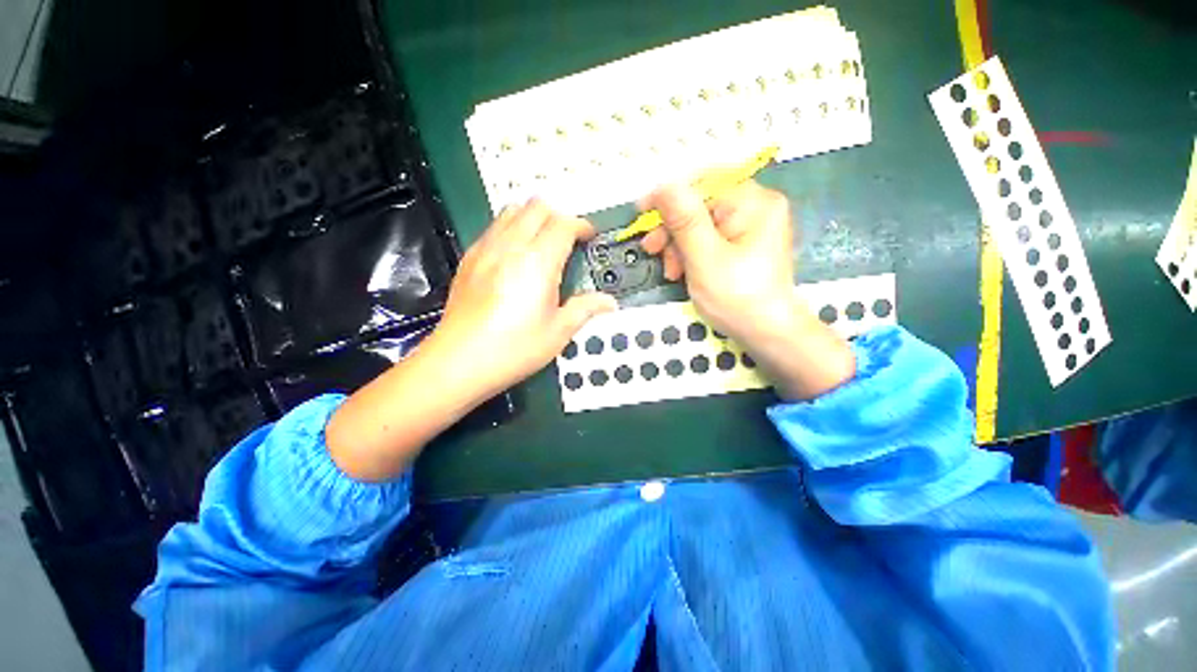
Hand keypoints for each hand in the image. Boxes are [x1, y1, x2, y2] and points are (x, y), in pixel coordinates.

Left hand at [327, 199, 614, 481]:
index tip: (588, 236)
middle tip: (568, 238)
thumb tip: (608, 303)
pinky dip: (511, 229)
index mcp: (538, 262)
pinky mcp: (469, 259)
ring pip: (512, 210)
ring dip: (533, 218)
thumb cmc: (514, 348)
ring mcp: (485, 250)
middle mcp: (510, 246)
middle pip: (536, 206)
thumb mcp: (558, 332)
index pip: (563, 224)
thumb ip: (586, 309)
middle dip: (558, 215)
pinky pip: (493, 228)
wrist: (460, 362)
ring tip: (543, 242)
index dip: (581, 226)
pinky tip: (515, 255)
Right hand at [639, 181, 854, 398]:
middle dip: (673, 230)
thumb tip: (664, 184)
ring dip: (678, 246)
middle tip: (652, 250)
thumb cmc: (737, 297)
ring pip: (701, 224)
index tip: (641, 212)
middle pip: (700, 206)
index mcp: (753, 202)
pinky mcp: (743, 244)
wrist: (767, 334)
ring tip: (671, 271)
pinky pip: (708, 239)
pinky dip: (691, 254)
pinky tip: (682, 271)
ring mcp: (750, 227)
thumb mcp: (704, 258)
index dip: (668, 197)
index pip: (703, 184)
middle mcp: (755, 207)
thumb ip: (684, 220)